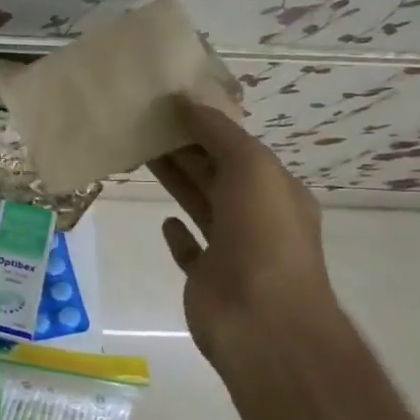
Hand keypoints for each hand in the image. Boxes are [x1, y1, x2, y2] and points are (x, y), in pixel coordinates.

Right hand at [148, 101, 336, 361]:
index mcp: (276, 190)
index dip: (207, 126)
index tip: (170, 105)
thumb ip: (219, 133)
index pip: (238, 148)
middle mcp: (257, 217)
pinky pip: (191, 249)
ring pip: (201, 205)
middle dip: (186, 149)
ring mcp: (233, 249)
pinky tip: (164, 220)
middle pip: (217, 173)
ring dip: (177, 180)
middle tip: (145, 125)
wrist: (262, 320)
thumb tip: (188, 99)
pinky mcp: (207, 277)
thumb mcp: (251, 169)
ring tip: (143, 155)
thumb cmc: (262, 237)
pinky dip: (178, 234)